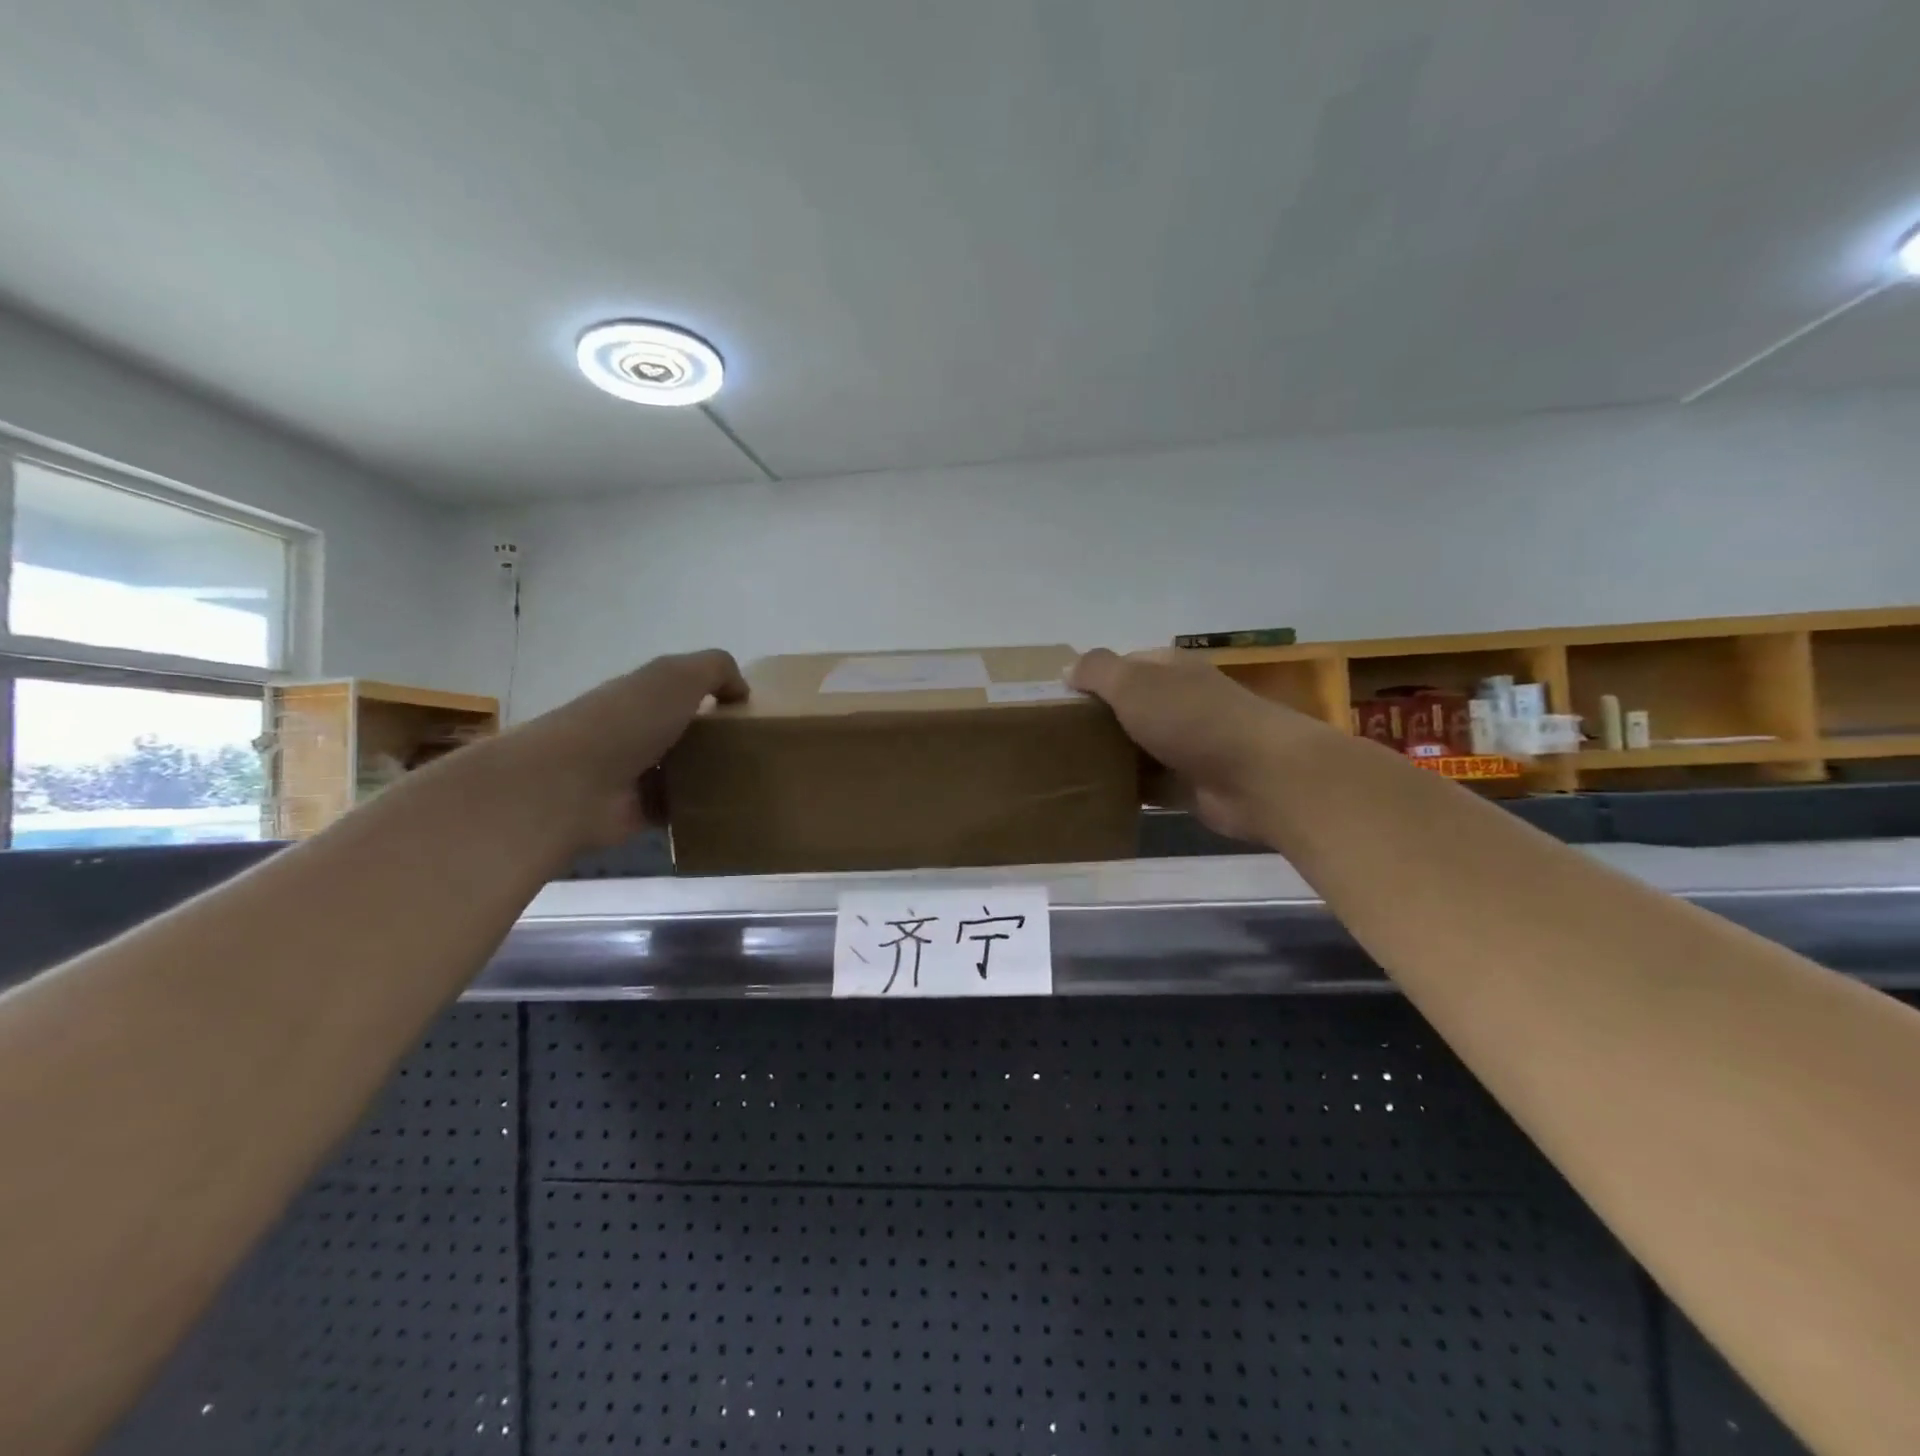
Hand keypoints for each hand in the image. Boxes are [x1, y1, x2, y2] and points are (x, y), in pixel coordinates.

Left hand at [491, 649, 746, 850]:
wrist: (571, 785)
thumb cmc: (627, 721)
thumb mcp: (678, 675)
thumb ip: (716, 669)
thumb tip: (741, 691)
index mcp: (642, 695)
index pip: (682, 691)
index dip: (716, 695)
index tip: (751, 710)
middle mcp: (637, 731)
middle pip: (686, 732)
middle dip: (719, 738)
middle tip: (758, 748)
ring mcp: (636, 774)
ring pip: (685, 771)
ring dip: (713, 776)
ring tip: (752, 780)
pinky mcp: (640, 812)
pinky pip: (679, 809)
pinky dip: (701, 810)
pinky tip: (731, 808)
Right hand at [1069, 648, 1315, 842]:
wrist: (1259, 777)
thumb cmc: (1192, 719)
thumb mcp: (1135, 683)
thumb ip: (1098, 671)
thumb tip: (1067, 667)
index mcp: (1170, 671)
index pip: (1124, 667)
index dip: (1091, 681)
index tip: (1056, 702)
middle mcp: (1181, 704)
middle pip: (1129, 710)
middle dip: (1096, 723)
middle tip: (1054, 741)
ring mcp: (1188, 746)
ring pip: (1137, 750)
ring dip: (1110, 759)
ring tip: (1064, 771)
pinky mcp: (1191, 786)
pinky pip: (1150, 786)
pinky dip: (1128, 792)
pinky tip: (1095, 798)